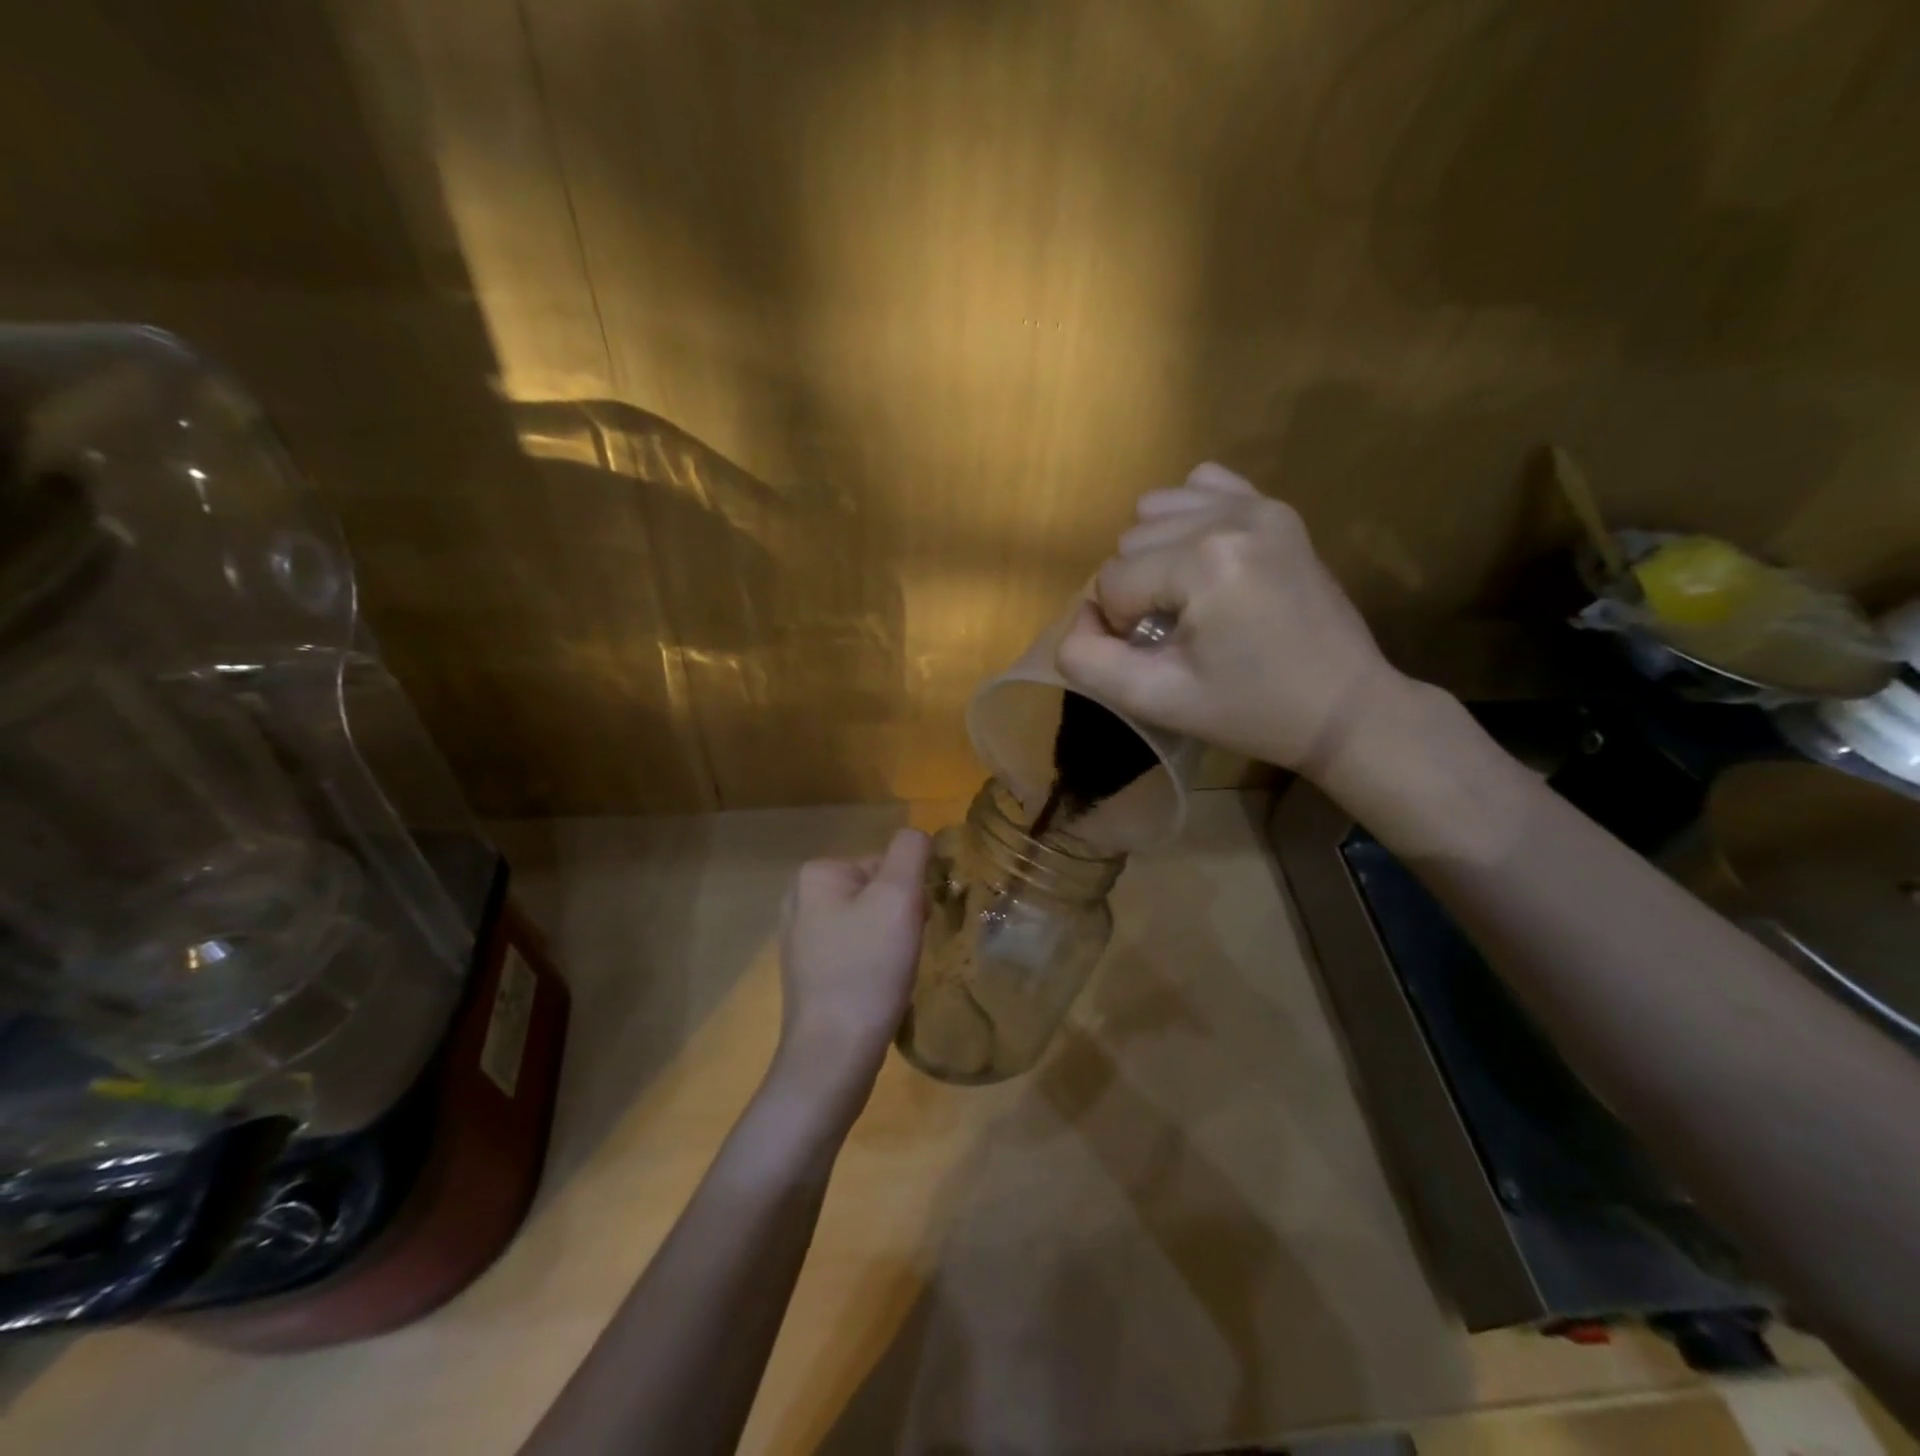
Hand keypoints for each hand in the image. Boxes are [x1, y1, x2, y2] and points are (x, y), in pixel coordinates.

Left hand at [772, 828, 931, 1109]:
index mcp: (816, 873)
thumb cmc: (867, 969)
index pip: (886, 864)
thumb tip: (917, 836)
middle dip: (899, 917)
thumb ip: (911, 852)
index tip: (912, 927)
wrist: (832, 1054)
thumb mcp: (899, 897)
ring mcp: (799, 937)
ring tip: (891, 974)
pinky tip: (874, 989)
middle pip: (876, 891)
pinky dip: (871, 964)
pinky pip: (853, 950)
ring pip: (867, 922)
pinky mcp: (806, 972)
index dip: (910, 894)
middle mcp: (799, 898)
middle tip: (903, 953)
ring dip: (889, 942)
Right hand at [1056, 463, 1403, 772]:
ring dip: (1155, 556)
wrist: (1344, 707)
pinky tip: (1204, 559)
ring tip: (1189, 597)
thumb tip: (1080, 616)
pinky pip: (1201, 487)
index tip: (1164, 656)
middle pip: (1130, 542)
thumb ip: (1090, 660)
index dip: (1122, 625)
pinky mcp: (1276, 508)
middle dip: (1138, 589)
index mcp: (1204, 562)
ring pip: (1155, 511)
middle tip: (1178, 633)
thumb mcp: (1157, 700)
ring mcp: (1258, 505)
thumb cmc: (1250, 711)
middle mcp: (1230, 516)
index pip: (1111, 580)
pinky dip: (1186, 519)